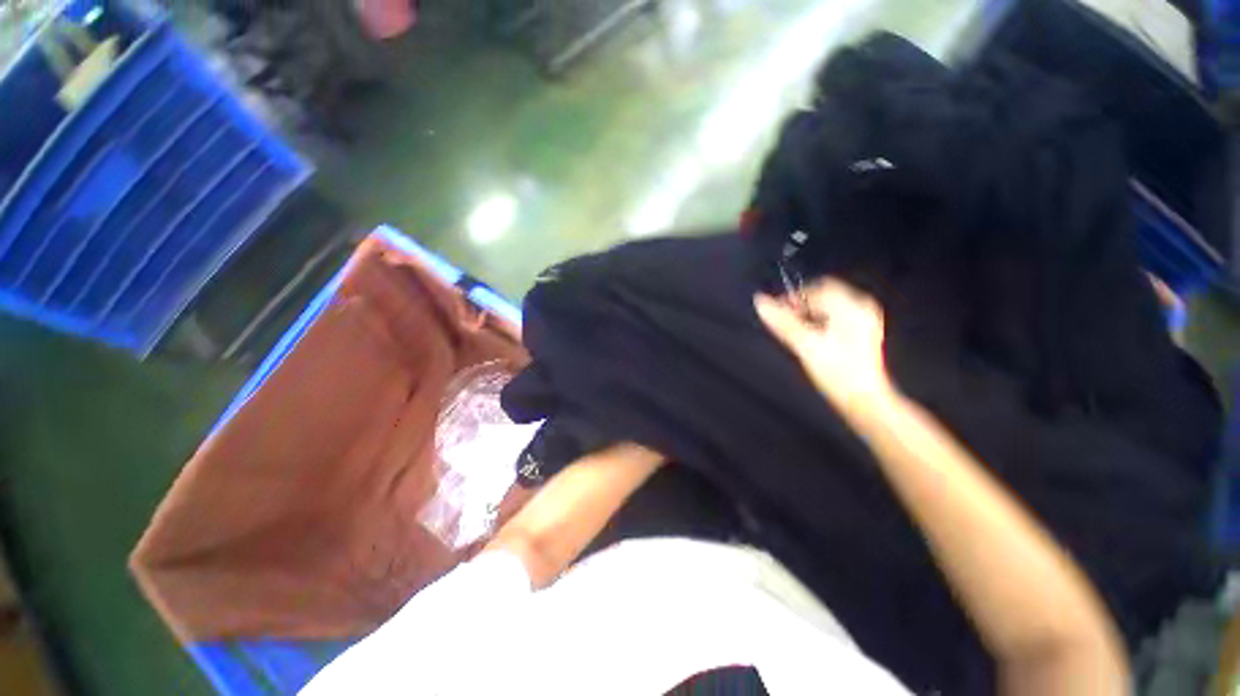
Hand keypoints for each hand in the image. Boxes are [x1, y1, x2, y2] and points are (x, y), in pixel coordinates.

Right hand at [755, 278, 895, 425]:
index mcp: (851, 306)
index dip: (794, 297)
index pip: (818, 287)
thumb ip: (782, 322)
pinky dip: (819, 324)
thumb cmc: (837, 372)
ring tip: (798, 335)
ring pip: (827, 308)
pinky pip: (834, 318)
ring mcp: (863, 321)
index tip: (778, 312)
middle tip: (786, 325)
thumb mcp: (805, 345)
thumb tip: (760, 301)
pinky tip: (813, 340)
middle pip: (823, 296)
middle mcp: (860, 308)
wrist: (864, 400)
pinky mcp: (861, 333)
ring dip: (808, 316)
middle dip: (801, 308)